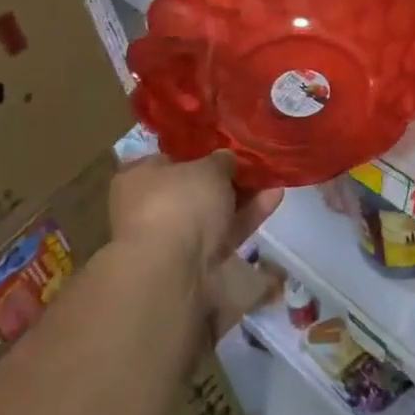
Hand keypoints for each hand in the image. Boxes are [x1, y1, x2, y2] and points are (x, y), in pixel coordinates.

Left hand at [109, 150, 282, 286]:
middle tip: (256, 163)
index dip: (201, 151)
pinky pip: (225, 232)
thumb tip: (226, 158)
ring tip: (274, 177)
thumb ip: (221, 160)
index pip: (170, 158)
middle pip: (194, 187)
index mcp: (138, 177)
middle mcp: (149, 207)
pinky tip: (275, 196)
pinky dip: (247, 216)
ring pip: (212, 212)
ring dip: (243, 196)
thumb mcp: (208, 167)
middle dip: (226, 177)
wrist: (172, 269)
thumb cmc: (180, 202)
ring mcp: (173, 237)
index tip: (229, 146)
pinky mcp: (195, 260)